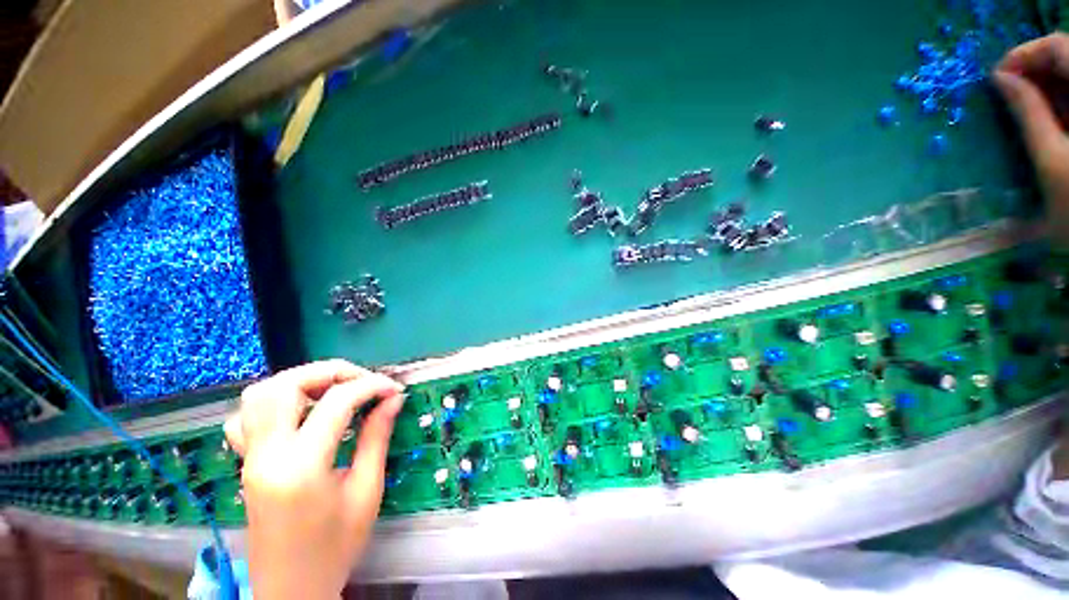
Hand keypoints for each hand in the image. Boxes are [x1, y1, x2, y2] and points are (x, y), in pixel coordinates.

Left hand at [224, 360, 404, 599]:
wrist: (291, 589)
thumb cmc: (335, 547)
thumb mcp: (366, 491)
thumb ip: (377, 438)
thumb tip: (393, 399)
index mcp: (301, 467)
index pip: (336, 402)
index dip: (371, 386)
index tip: (395, 389)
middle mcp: (266, 455)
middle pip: (287, 385)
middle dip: (332, 372)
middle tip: (364, 382)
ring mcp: (249, 458)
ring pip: (261, 394)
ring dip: (302, 380)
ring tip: (336, 390)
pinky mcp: (246, 463)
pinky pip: (246, 417)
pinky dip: (274, 401)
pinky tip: (300, 412)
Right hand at [995, 33, 1068, 239]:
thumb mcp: (1052, 161)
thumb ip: (1029, 114)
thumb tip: (999, 79)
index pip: (1059, 46)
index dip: (1025, 53)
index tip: (995, 76)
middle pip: (1064, 57)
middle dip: (1030, 69)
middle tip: (1001, 91)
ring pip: (1067, 76)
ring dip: (1040, 84)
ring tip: (1015, 102)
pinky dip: (1053, 98)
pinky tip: (1038, 113)